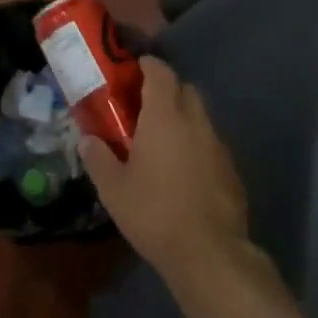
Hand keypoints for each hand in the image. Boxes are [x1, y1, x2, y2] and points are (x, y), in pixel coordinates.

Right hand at [79, 56, 249, 287]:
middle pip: (185, 89)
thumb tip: (87, 139)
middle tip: (144, 107)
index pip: (160, 73)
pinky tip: (183, 171)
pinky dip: (196, 145)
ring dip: (183, 118)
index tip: (134, 69)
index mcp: (165, 116)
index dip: (148, 66)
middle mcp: (195, 122)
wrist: (209, 252)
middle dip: (166, 90)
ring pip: (200, 117)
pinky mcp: (231, 169)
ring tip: (161, 141)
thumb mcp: (113, 189)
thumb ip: (97, 158)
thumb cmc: (154, 212)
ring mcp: (218, 145)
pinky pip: (210, 143)